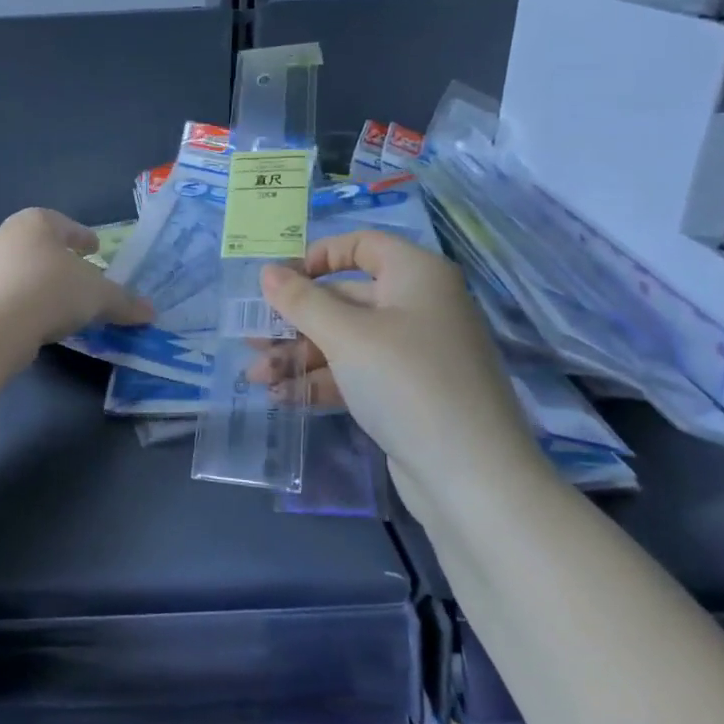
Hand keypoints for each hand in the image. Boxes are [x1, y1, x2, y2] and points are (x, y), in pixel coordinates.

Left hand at [0, 208, 153, 348]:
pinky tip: (44, 320)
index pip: (67, 225)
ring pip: (28, 271)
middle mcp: (10, 235)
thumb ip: (124, 301)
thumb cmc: (52, 291)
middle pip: (46, 247)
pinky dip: (32, 303)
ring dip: (47, 284)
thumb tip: (150, 312)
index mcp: (38, 221)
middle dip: (65, 261)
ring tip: (67, 304)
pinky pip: (15, 294)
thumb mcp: (98, 296)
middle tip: (85, 277)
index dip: (84, 238)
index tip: (96, 250)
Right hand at [250, 229, 538, 484]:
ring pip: (346, 340)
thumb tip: (268, 271)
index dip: (317, 257)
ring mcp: (416, 353)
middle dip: (295, 320)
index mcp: (416, 276)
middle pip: (345, 298)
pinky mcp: (409, 394)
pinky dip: (321, 381)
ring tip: (256, 378)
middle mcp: (419, 306)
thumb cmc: (406, 382)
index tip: (279, 282)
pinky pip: (357, 374)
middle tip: (251, 338)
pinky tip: (283, 397)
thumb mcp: (345, 336)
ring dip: (299, 356)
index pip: (361, 245)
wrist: (473, 479)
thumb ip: (301, 301)